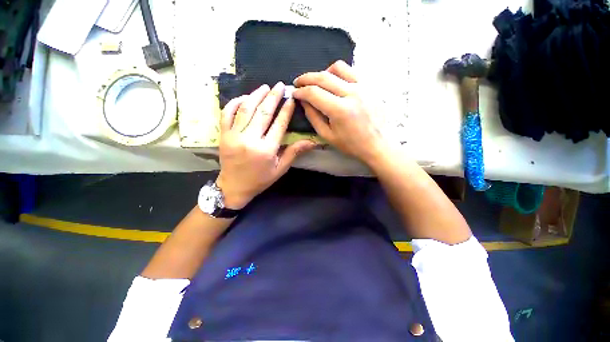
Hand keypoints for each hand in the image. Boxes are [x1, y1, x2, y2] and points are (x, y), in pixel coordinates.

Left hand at [216, 82, 315, 208]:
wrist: (234, 186)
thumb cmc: (260, 179)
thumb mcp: (280, 168)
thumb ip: (294, 152)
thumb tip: (312, 142)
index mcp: (266, 150)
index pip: (279, 124)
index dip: (286, 110)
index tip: (291, 98)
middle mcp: (250, 140)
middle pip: (263, 113)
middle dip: (273, 97)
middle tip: (280, 85)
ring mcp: (234, 136)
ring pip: (245, 109)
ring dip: (256, 95)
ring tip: (265, 87)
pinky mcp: (223, 135)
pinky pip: (227, 114)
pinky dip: (235, 103)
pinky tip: (244, 97)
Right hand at [293, 60, 387, 163]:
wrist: (377, 144)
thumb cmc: (351, 144)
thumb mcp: (327, 135)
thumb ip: (313, 117)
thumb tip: (303, 101)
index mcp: (340, 110)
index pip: (314, 93)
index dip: (301, 91)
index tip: (294, 93)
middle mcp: (352, 93)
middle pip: (323, 77)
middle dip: (306, 78)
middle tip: (298, 82)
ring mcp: (363, 86)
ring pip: (338, 67)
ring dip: (323, 72)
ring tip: (318, 82)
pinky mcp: (370, 85)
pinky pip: (351, 71)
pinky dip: (338, 73)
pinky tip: (335, 83)